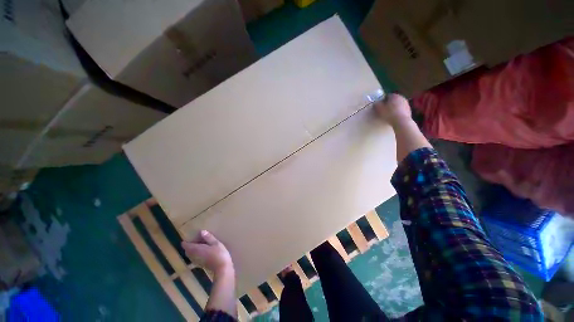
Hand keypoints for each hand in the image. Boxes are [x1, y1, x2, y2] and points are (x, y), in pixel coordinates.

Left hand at [182, 230, 232, 276]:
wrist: (222, 268)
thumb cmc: (219, 254)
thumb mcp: (216, 243)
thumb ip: (208, 237)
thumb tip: (201, 231)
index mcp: (197, 249)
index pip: (186, 246)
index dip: (185, 242)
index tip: (187, 238)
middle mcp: (194, 256)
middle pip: (187, 251)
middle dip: (188, 246)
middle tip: (193, 240)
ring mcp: (197, 261)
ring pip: (190, 255)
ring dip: (191, 250)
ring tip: (198, 245)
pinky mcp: (201, 265)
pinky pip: (194, 258)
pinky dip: (195, 254)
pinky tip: (202, 252)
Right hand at [374, 93, 411, 126]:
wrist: (401, 122)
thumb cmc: (389, 114)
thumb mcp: (379, 109)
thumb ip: (376, 105)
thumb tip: (376, 103)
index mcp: (394, 96)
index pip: (387, 96)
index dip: (382, 101)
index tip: (379, 106)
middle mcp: (402, 98)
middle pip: (393, 100)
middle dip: (389, 104)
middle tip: (384, 110)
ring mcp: (406, 104)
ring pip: (398, 105)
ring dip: (394, 108)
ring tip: (389, 115)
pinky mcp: (409, 111)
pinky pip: (401, 110)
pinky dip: (398, 113)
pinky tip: (394, 118)